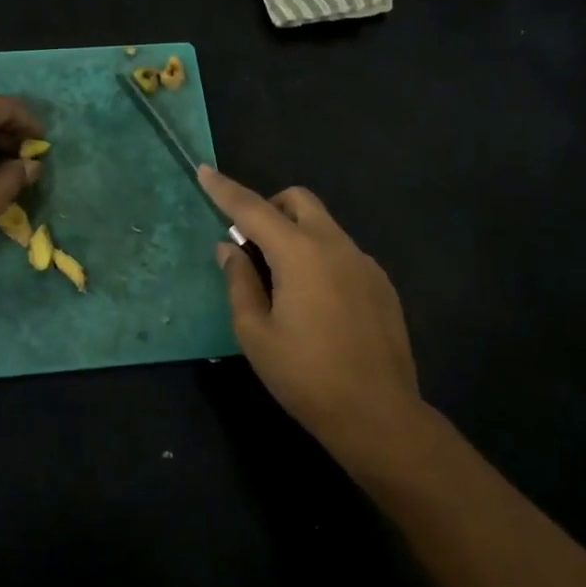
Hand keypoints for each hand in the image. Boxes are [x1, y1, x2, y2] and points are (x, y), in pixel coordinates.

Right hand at [200, 167, 431, 476]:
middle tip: (250, 244)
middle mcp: (336, 246)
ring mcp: (364, 263)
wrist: (379, 416)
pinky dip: (318, 256)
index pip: (253, 209)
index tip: (204, 170)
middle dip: (268, 207)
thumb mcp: (256, 333)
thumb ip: (239, 282)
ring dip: (294, 233)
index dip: (225, 189)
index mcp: (300, 254)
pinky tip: (315, 303)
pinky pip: (341, 251)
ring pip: (323, 225)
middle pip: (298, 201)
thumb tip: (230, 248)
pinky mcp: (381, 284)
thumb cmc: (306, 376)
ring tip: (281, 282)